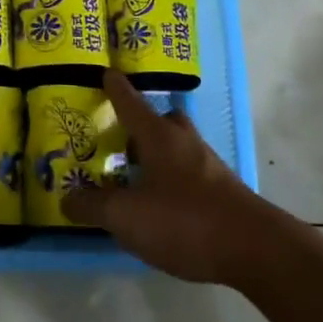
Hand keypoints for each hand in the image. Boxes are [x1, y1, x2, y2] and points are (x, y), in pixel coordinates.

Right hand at [61, 70, 281, 284]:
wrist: (255, 249)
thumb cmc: (184, 220)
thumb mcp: (126, 217)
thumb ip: (93, 206)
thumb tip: (67, 198)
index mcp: (158, 137)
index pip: (131, 103)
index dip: (116, 88)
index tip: (106, 72)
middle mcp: (185, 143)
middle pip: (163, 121)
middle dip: (143, 124)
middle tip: (121, 136)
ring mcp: (209, 168)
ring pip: (178, 148)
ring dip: (158, 155)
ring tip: (135, 177)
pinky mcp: (224, 193)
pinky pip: (190, 175)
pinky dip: (172, 182)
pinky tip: (161, 207)